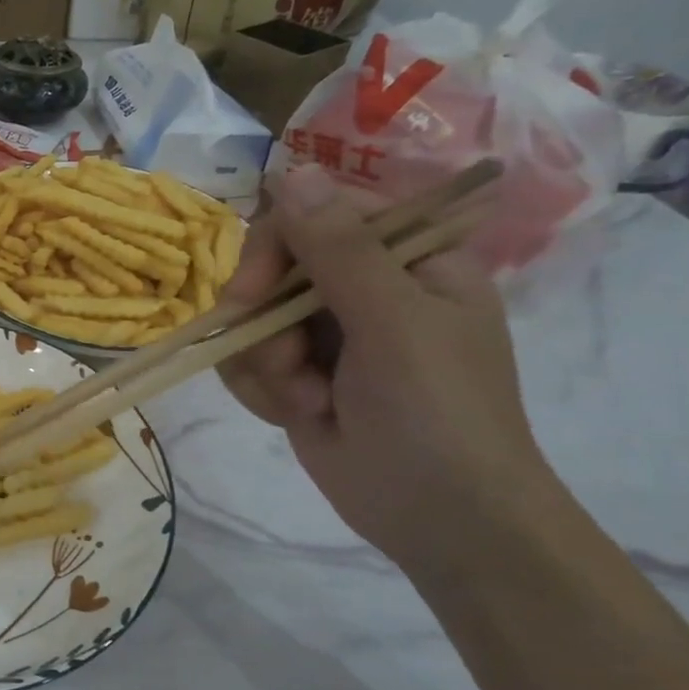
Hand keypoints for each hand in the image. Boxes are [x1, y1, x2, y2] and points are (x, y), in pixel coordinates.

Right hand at [218, 166, 559, 571]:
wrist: (441, 521)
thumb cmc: (437, 413)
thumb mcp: (393, 323)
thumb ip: (338, 248)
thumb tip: (290, 169)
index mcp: (408, 258)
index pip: (320, 214)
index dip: (277, 244)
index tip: (253, 291)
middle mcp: (365, 287)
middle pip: (274, 265)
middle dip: (266, 321)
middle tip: (281, 362)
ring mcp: (328, 333)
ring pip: (252, 319)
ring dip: (265, 365)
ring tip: (307, 401)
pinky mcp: (299, 374)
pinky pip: (247, 359)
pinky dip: (260, 389)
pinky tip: (296, 415)